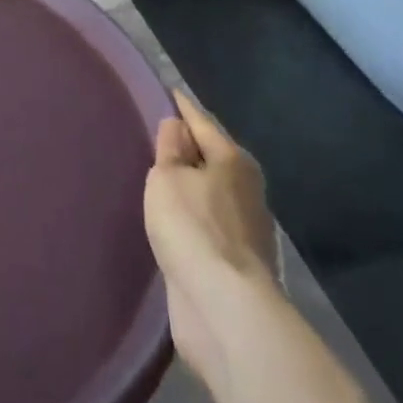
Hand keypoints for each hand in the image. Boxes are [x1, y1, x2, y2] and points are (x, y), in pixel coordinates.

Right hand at [144, 90, 276, 384]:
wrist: (226, 310)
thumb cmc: (194, 229)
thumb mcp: (168, 178)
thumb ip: (170, 148)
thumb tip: (177, 126)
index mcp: (233, 161)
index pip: (202, 121)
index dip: (182, 106)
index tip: (166, 91)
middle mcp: (246, 189)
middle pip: (212, 157)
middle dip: (188, 147)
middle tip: (157, 136)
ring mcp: (245, 230)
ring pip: (211, 194)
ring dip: (190, 186)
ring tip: (161, 178)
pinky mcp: (236, 264)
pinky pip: (208, 225)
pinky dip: (192, 217)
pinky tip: (174, 221)